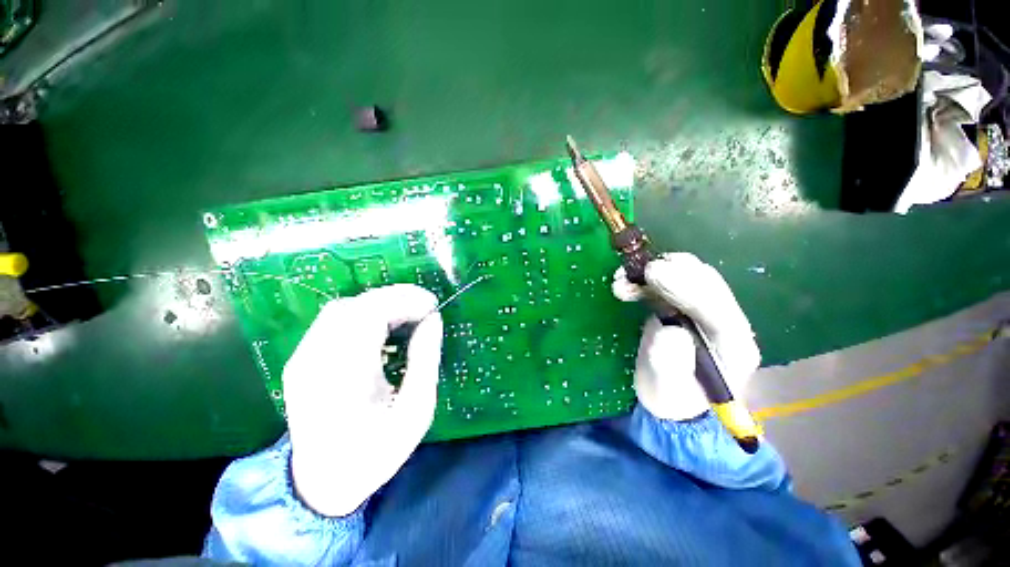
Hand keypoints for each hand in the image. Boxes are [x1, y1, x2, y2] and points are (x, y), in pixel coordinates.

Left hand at [283, 284, 442, 516]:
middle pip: (355, 306)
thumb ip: (425, 360)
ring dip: (379, 303)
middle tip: (425, 305)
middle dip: (395, 297)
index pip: (370, 315)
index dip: (405, 302)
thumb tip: (433, 320)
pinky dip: (364, 313)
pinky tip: (383, 324)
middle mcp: (315, 361)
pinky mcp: (300, 359)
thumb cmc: (375, 452)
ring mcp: (302, 359)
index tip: (432, 306)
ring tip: (408, 312)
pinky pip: (333, 320)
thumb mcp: (415, 412)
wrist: (322, 482)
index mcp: (344, 377)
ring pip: (342, 308)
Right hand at [613, 253, 759, 420]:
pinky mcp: (682, 306)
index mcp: (734, 346)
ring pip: (688, 275)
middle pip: (707, 283)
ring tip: (623, 281)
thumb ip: (671, 364)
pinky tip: (626, 283)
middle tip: (636, 273)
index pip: (718, 308)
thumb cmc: (671, 400)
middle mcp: (724, 321)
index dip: (687, 287)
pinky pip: (669, 281)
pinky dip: (646, 278)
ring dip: (655, 271)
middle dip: (671, 272)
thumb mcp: (667, 391)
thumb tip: (671, 331)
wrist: (668, 399)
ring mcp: (704, 310)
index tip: (654, 274)